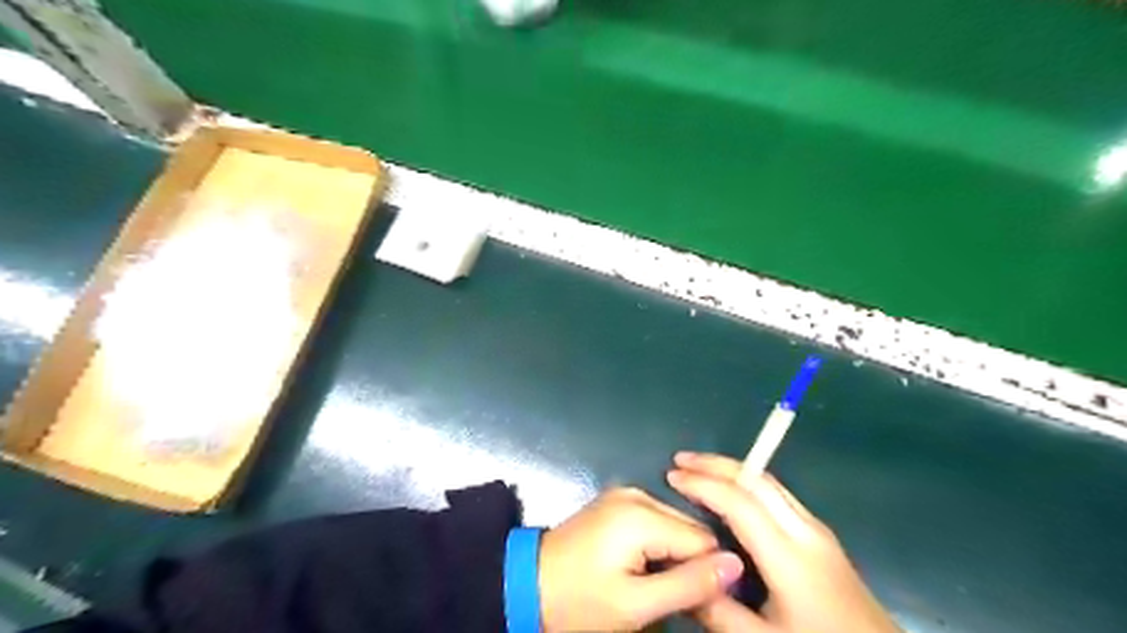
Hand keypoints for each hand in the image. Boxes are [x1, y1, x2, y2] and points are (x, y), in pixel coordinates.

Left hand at [538, 488, 746, 631]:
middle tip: (669, 598)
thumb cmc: (580, 600)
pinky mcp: (617, 503)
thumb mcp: (636, 604)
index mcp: (642, 515)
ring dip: (674, 556)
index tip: (697, 603)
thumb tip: (737, 565)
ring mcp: (625, 496)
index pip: (704, 539)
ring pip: (675, 526)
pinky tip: (641, 568)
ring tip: (652, 585)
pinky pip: (656, 522)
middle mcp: (638, 495)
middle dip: (690, 563)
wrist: (527, 583)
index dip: (709, 573)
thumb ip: (689, 584)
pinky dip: (658, 546)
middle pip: (690, 529)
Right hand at [668, 452, 897, 632]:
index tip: (671, 476)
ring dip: (732, 470)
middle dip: (716, 464)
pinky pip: (778, 496)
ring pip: (770, 484)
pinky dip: (747, 485)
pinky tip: (732, 496)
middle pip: (757, 480)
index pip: (738, 502)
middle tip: (681, 460)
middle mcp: (805, 531)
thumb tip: (681, 575)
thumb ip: (717, 611)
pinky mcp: (822, 539)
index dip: (702, 484)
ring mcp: (818, 532)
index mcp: (789, 556)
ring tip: (699, 470)